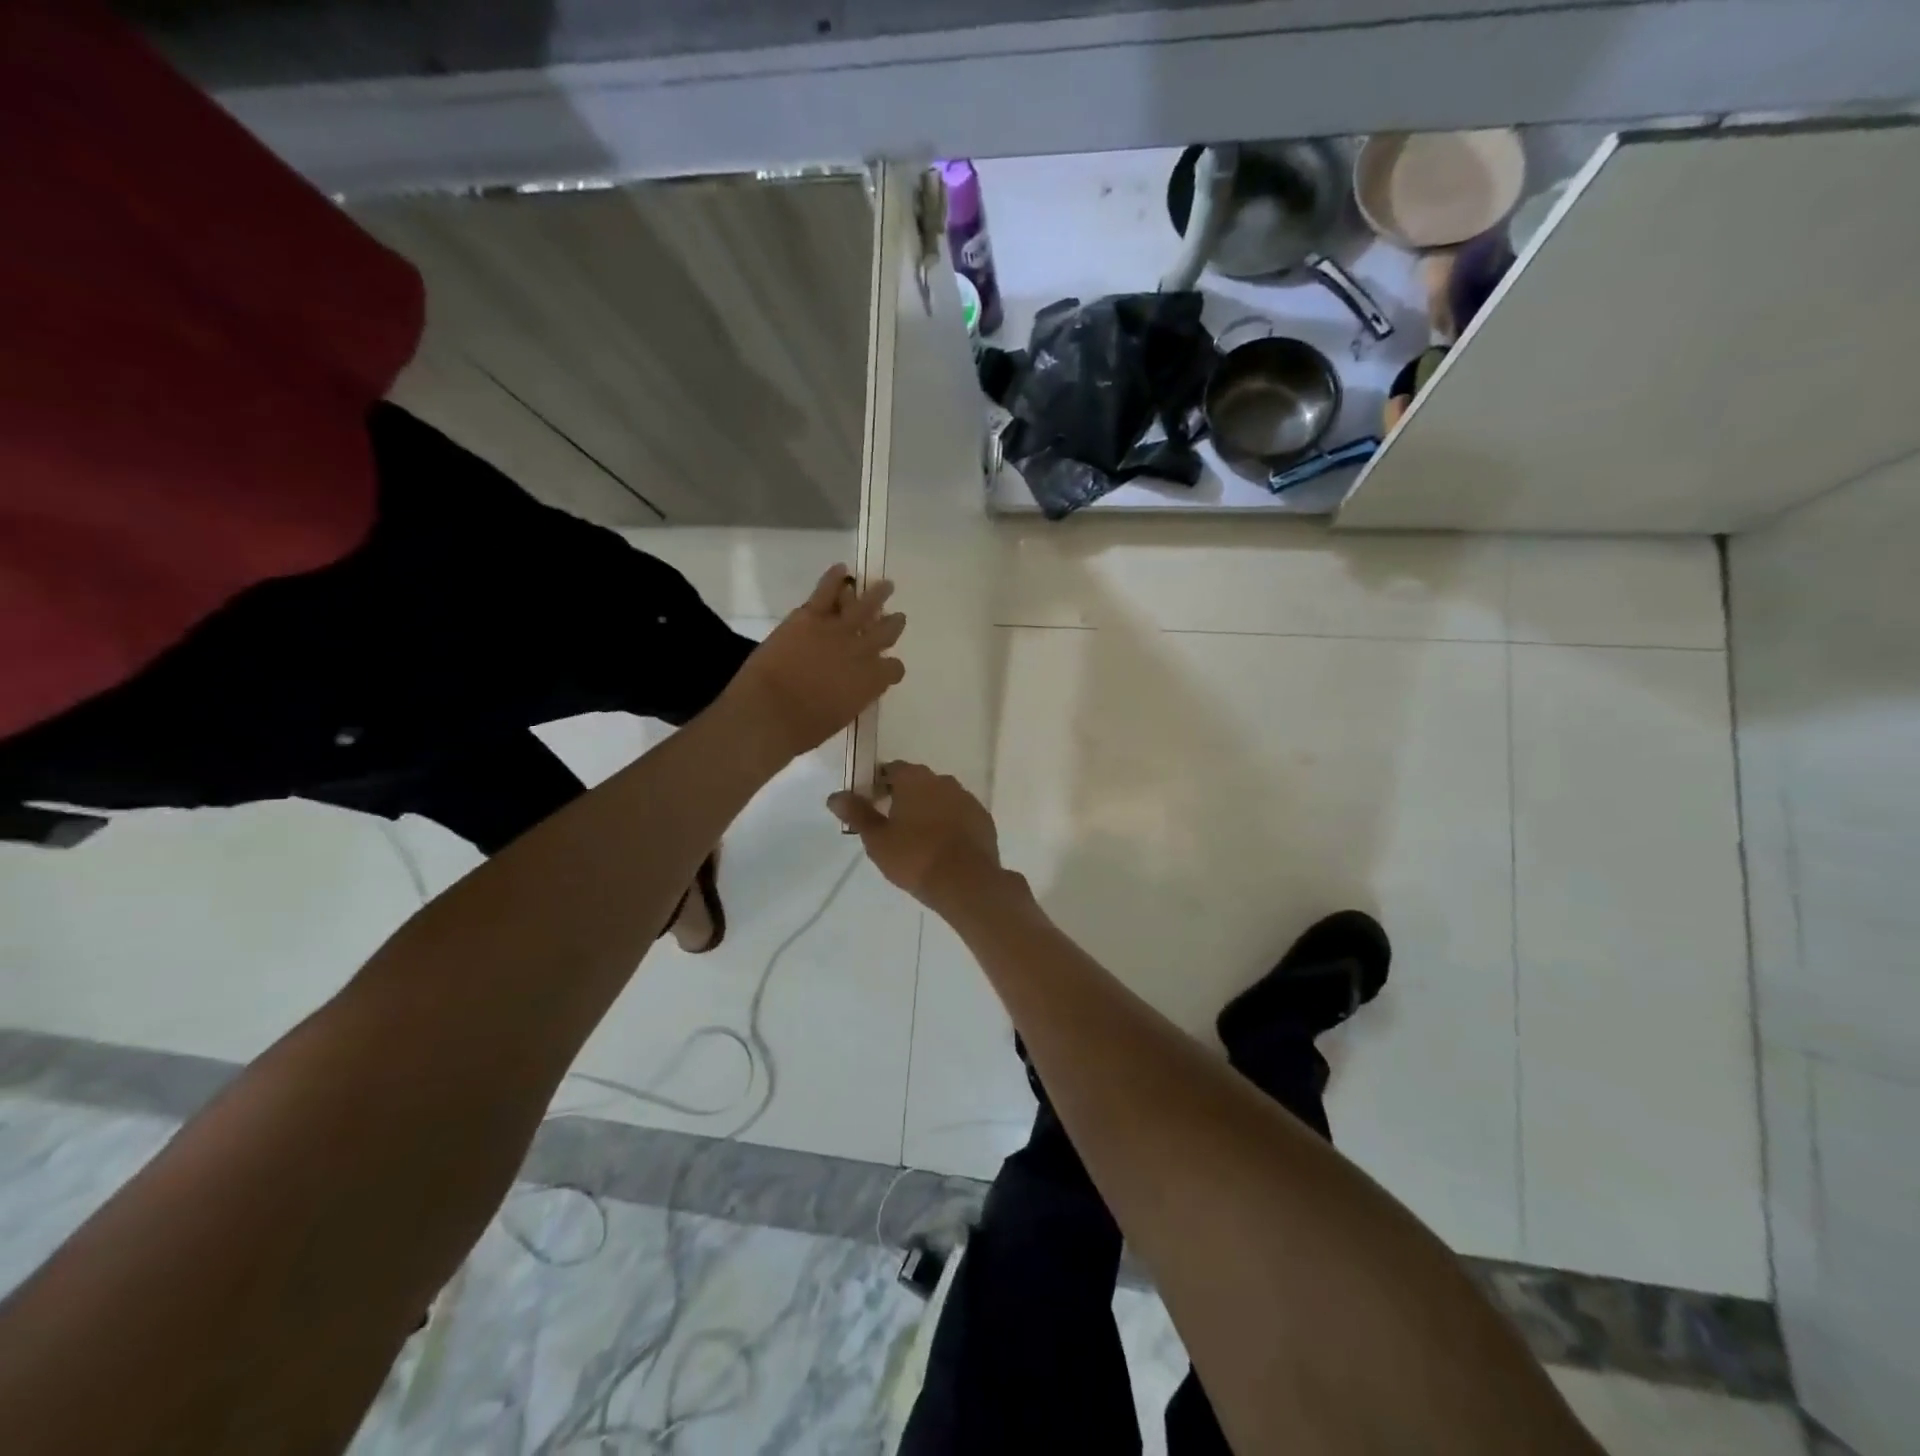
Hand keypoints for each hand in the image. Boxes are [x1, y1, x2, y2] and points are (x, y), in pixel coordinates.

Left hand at [722, 565, 904, 763]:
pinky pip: (827, 591)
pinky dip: (835, 577)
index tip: (887, 666)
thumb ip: (852, 698)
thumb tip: (850, 690)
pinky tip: (842, 569)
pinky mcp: (811, 617)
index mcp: (871, 682)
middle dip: (892, 625)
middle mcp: (862, 652)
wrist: (768, 713)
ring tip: (885, 586)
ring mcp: (837, 631)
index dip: (892, 667)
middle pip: (886, 632)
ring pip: (865, 605)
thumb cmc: (802, 729)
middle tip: (896, 618)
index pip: (894, 669)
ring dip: (877, 594)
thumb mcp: (839, 718)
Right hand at [828, 760, 1002, 913]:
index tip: (872, 802)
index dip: (879, 783)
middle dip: (904, 796)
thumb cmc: (914, 857)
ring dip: (929, 809)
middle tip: (892, 823)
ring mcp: (967, 798)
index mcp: (914, 779)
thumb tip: (834, 796)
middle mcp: (943, 780)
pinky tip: (942, 845)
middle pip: (918, 782)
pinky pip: (960, 814)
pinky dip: (949, 823)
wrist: (966, 882)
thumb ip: (857, 813)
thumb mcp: (877, 839)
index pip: (892, 770)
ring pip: (941, 797)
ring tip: (918, 837)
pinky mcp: (983, 818)